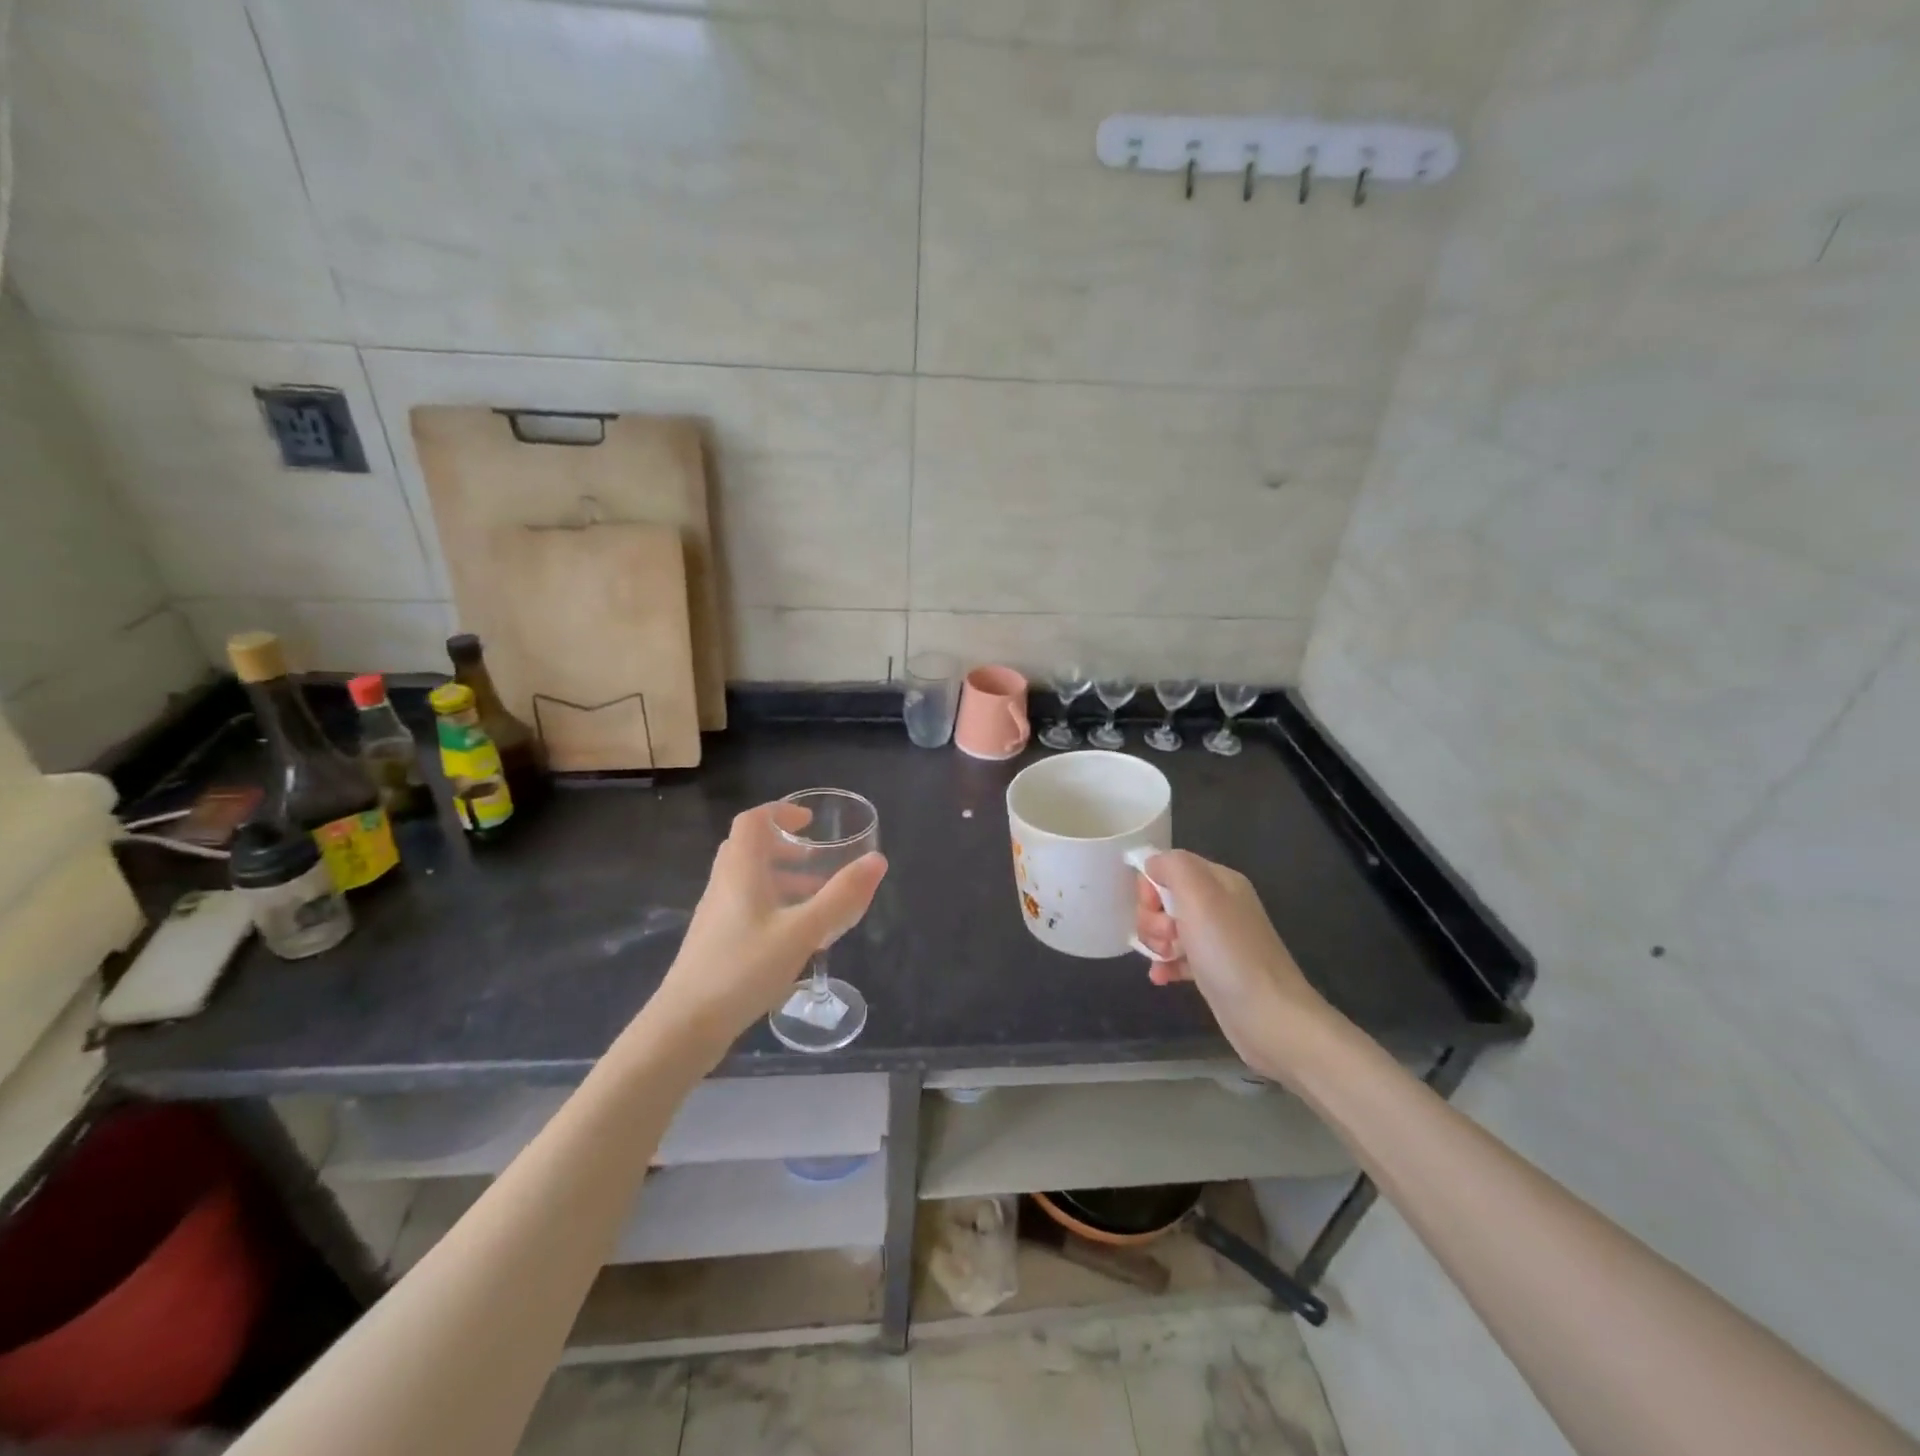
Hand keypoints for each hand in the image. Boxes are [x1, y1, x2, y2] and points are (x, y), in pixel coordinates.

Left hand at [649, 802, 886, 1049]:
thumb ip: (841, 896)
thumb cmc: (743, 969)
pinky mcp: (715, 941)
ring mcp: (716, 914)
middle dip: (785, 846)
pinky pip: (746, 906)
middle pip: (750, 848)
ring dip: (782, 878)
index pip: (753, 821)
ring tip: (816, 898)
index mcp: (741, 871)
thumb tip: (877, 860)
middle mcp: (724, 885)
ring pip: (749, 880)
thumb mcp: (802, 932)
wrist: (685, 1026)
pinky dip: (773, 904)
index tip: (809, 821)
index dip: (780, 812)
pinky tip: (795, 935)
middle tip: (817, 859)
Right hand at [1134, 850, 1338, 1080]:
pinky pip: (1177, 958)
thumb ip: (1173, 866)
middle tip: (1168, 936)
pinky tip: (1160, 977)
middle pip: (1165, 898)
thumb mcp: (1199, 895)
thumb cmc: (1229, 952)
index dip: (1152, 885)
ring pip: (1168, 929)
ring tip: (1166, 958)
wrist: (1268, 1016)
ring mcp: (1216, 939)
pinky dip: (1165, 965)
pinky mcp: (1213, 970)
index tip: (1154, 907)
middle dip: (1153, 917)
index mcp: (1219, 881)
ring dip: (1157, 942)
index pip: (1169, 866)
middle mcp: (1219, 905)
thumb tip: (1153, 864)